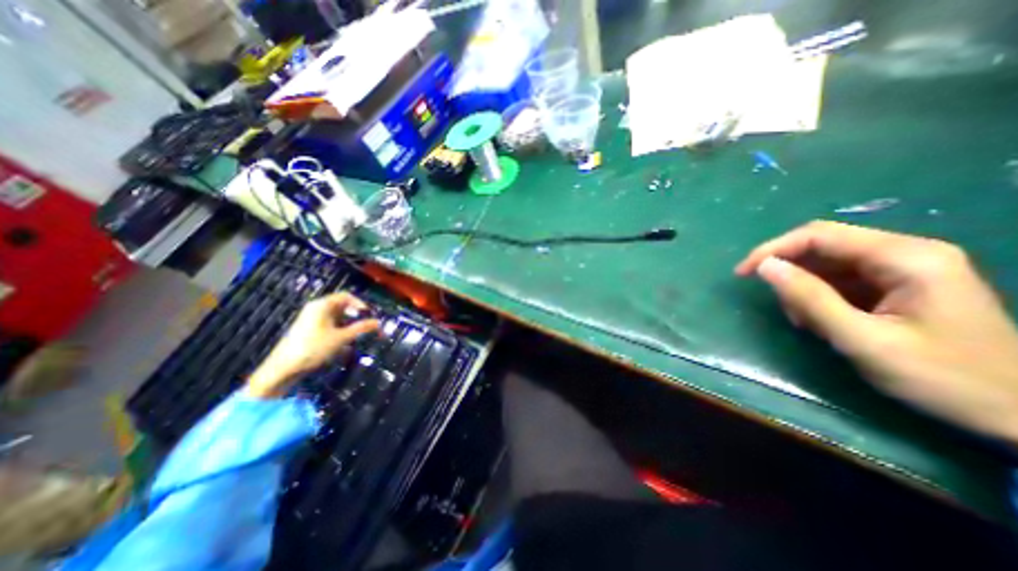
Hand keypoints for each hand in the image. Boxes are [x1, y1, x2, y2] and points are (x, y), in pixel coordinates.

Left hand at [246, 291, 381, 398]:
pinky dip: (339, 330)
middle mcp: (315, 309)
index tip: (369, 314)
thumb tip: (378, 322)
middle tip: (366, 325)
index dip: (360, 303)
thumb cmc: (313, 348)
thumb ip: (361, 328)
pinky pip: (329, 325)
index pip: (346, 296)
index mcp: (322, 305)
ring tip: (356, 336)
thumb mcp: (341, 338)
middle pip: (341, 306)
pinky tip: (343, 344)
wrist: (283, 368)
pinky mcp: (308, 330)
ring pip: (336, 317)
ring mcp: (310, 319)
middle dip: (355, 315)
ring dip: (348, 324)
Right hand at [736, 221, 1017, 443]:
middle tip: (779, 306)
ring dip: (803, 288)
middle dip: (789, 271)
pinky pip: (840, 279)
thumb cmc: (945, 378)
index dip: (773, 249)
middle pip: (823, 246)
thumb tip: (764, 267)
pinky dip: (819, 297)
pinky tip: (822, 321)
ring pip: (827, 263)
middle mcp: (905, 252)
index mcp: (905, 258)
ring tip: (806, 322)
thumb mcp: (863, 340)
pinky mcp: (898, 284)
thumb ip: (810, 299)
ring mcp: (903, 268)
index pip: (819, 235)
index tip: (743, 274)